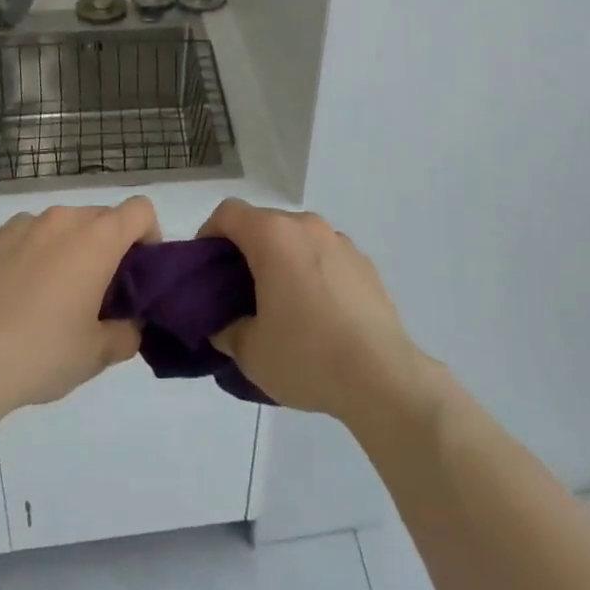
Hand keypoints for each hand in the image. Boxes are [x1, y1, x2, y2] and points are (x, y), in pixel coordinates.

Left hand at [0, 198, 159, 421]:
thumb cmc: (40, 354)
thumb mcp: (96, 355)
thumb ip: (126, 334)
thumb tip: (129, 325)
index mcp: (95, 238)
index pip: (140, 210)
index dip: (149, 236)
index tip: (139, 273)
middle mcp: (61, 220)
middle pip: (101, 217)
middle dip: (109, 247)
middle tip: (99, 293)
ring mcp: (20, 226)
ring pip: (61, 226)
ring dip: (69, 249)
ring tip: (53, 297)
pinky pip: (26, 238)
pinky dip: (33, 256)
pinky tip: (16, 298)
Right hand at [199, 199, 426, 426]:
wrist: (382, 377)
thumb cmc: (307, 356)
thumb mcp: (250, 352)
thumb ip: (226, 329)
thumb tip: (224, 324)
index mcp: (273, 236)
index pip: (228, 213)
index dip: (209, 235)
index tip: (206, 270)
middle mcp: (307, 226)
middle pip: (264, 223)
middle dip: (245, 251)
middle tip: (237, 293)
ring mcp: (340, 242)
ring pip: (297, 239)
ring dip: (281, 260)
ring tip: (281, 306)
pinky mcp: (364, 263)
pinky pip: (325, 257)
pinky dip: (312, 272)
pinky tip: (317, 315)